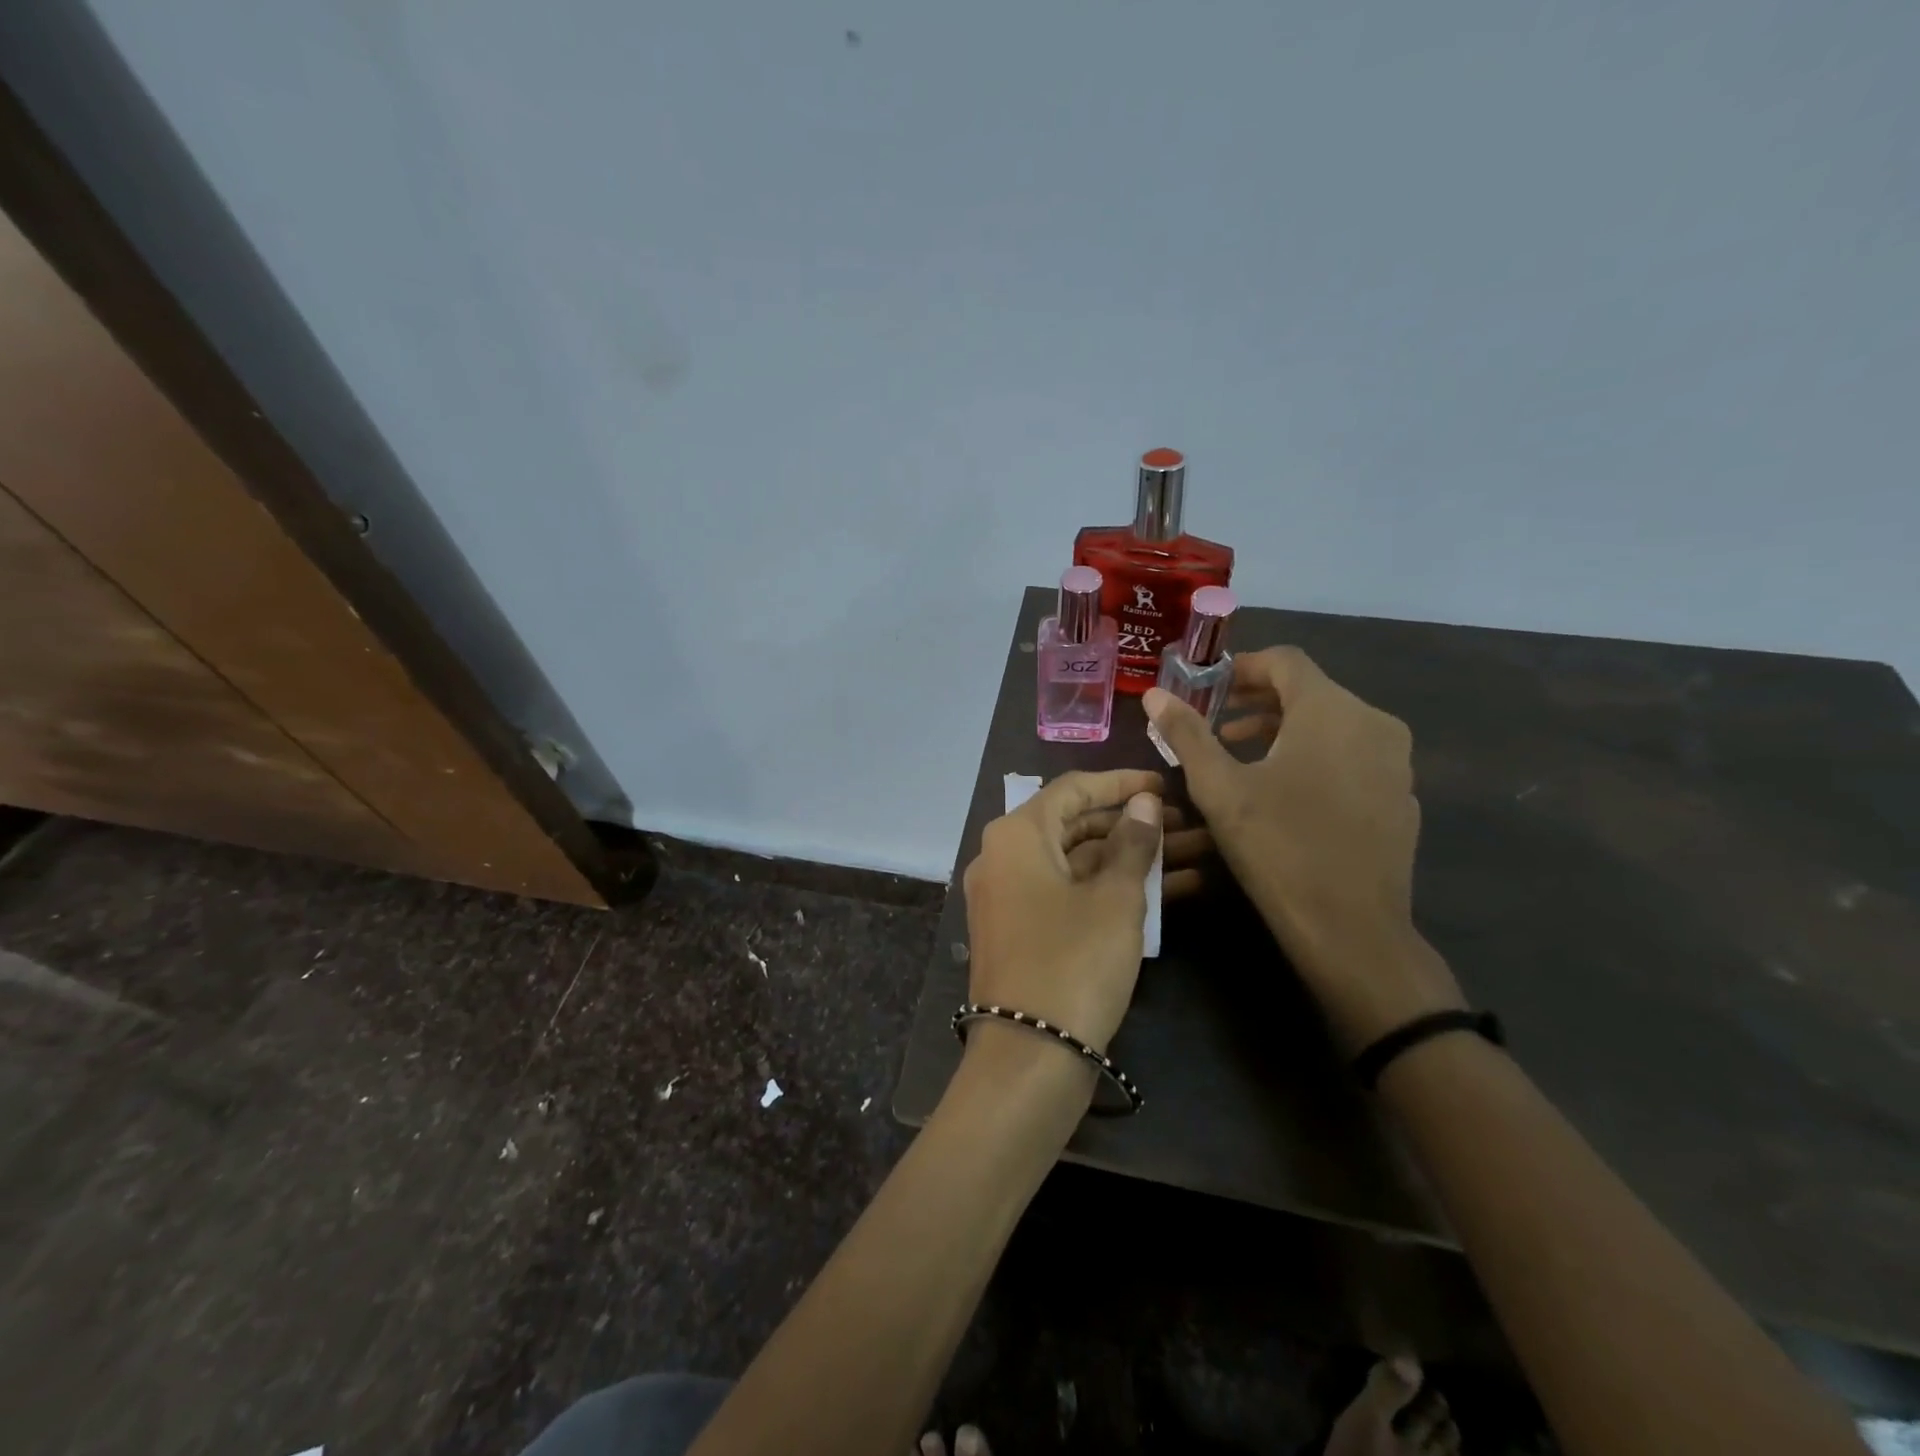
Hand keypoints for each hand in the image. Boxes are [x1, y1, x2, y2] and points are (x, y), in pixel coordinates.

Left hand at [962, 770, 1163, 1059]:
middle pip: (1076, 825)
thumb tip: (1144, 804)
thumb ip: (1133, 844)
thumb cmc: (1074, 961)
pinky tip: (1171, 891)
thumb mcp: (1115, 898)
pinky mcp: (1025, 931)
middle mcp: (1005, 858)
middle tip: (1186, 824)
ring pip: (1079, 863)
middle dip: (1133, 824)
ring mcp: (1012, 897)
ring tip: (1193, 853)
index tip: (1165, 785)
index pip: (1073, 789)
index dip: (1122, 783)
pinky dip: (1112, 890)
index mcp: (1016, 835)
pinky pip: (1071, 894)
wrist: (1029, 1056)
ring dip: (1131, 858)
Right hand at [1144, 648, 1463, 1049]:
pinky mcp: (1402, 795)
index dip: (1243, 667)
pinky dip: (1316, 756)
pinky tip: (1287, 793)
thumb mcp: (1220, 788)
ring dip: (1284, 730)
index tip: (1208, 690)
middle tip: (1216, 727)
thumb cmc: (1278, 847)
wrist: (1352, 929)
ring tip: (1242, 758)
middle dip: (1258, 702)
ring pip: (1333, 724)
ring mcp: (1396, 761)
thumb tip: (1154, 694)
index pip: (1286, 661)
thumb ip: (1187, 734)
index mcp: (1331, 710)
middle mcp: (1374, 723)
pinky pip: (1353, 755)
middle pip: (1310, 691)